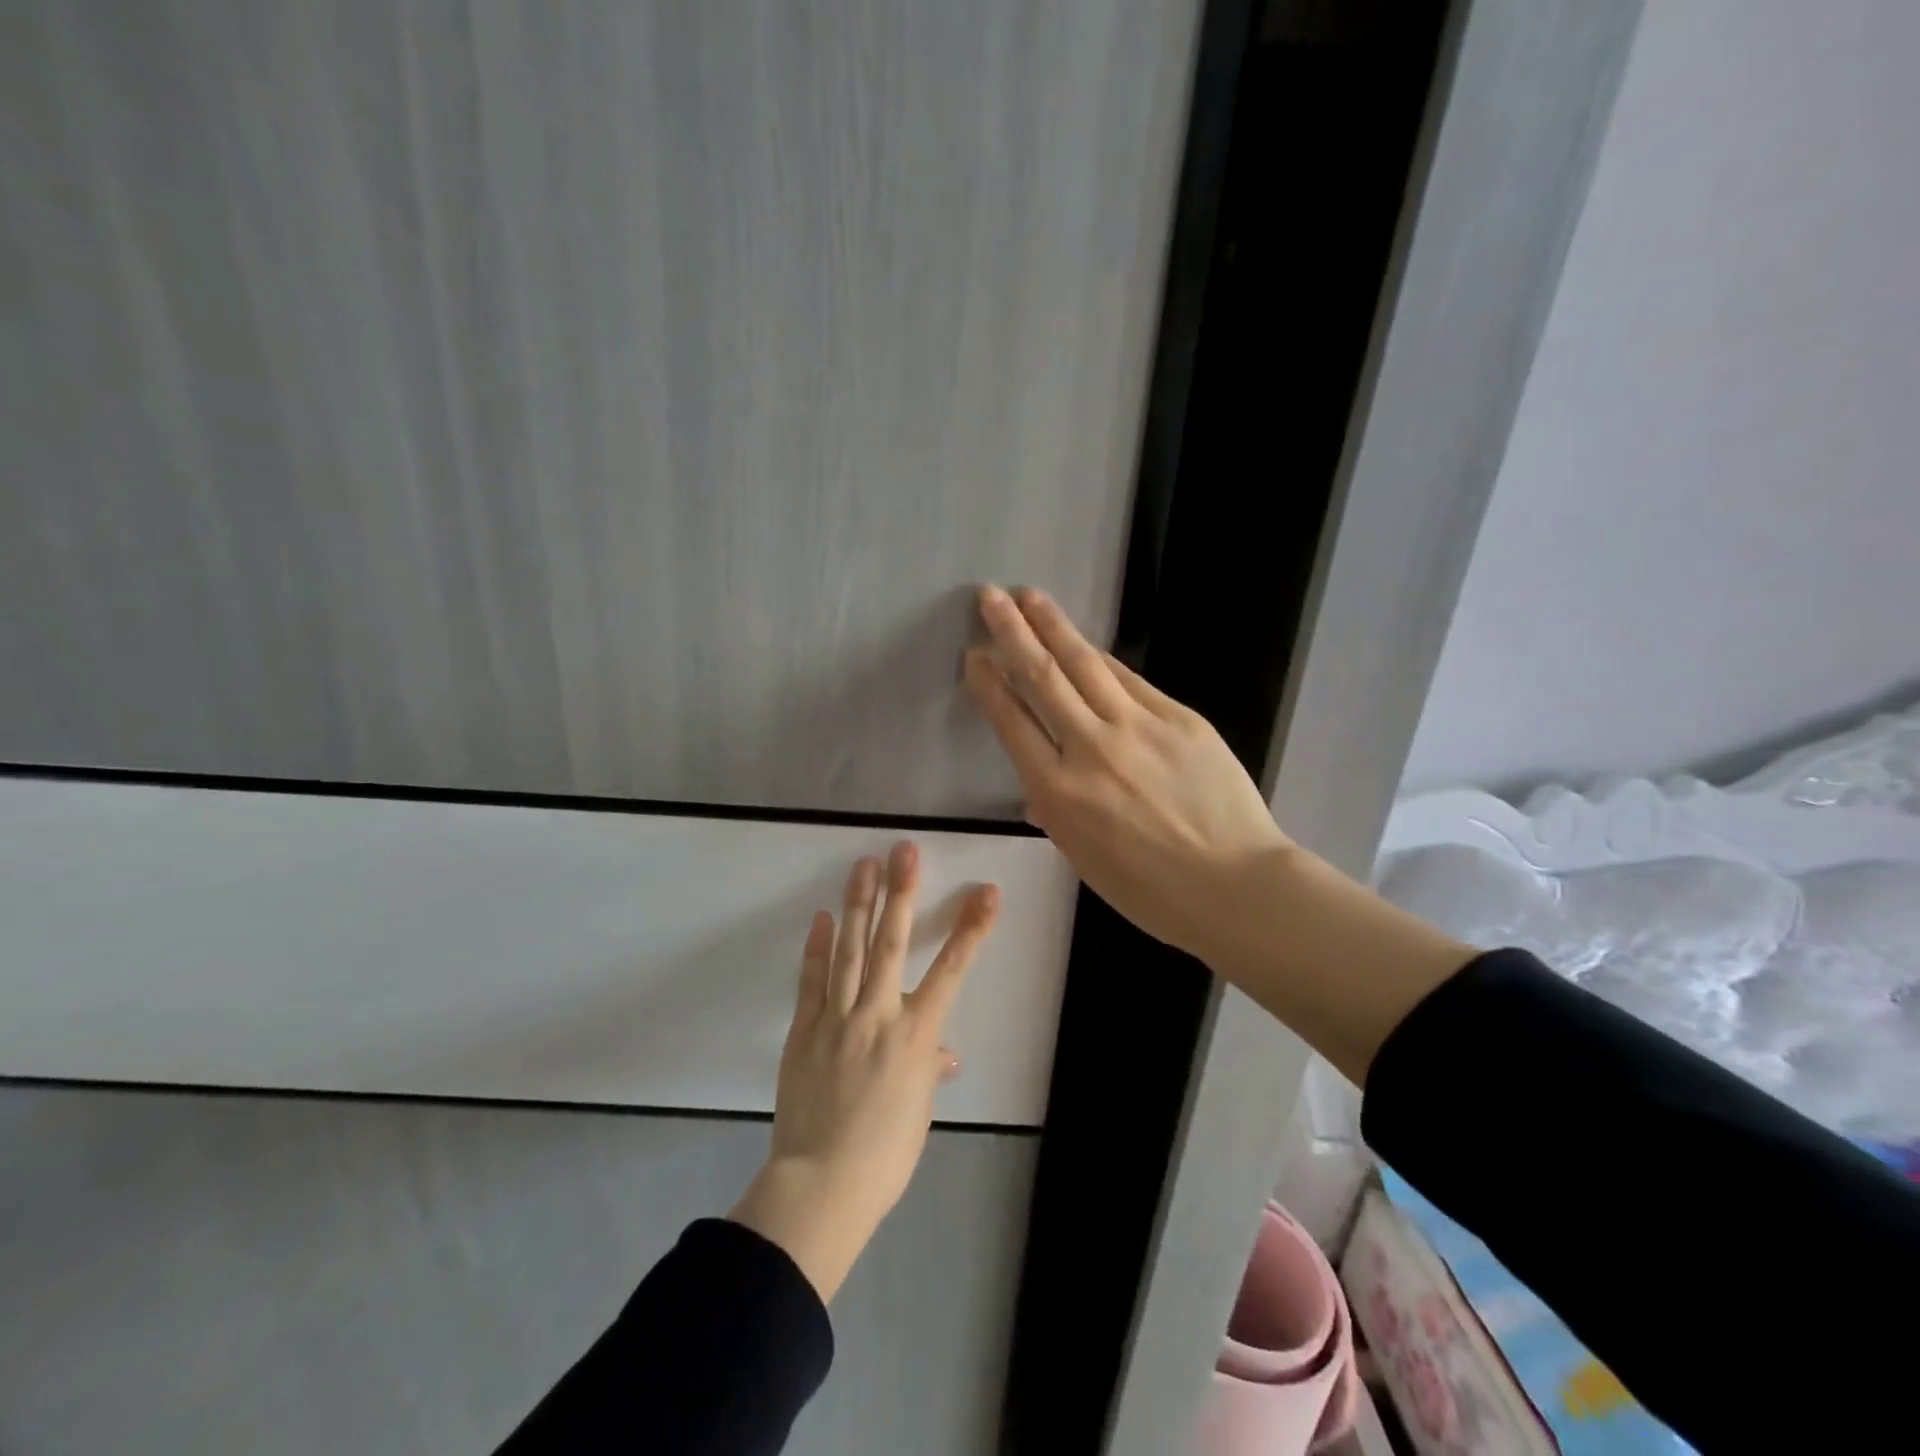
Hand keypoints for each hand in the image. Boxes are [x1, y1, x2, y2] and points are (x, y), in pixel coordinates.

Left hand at [730, 842, 999, 1301]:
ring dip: (858, 904)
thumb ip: (928, 1069)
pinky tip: (823, 917)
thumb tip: (942, 1055)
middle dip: (901, 893)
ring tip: (863, 865)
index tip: (986, 892)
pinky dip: (818, 947)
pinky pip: (812, 980)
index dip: (971, 929)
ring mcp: (837, 1018)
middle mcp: (877, 1015)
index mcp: (915, 1036)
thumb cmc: (885, 1153)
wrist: (821, 1184)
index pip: (951, 971)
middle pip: (890, 943)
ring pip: (849, 950)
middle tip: (904, 851)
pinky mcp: (805, 1029)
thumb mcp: (918, 1111)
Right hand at [963, 583, 1291, 968]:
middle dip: (1011, 632)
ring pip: (1086, 664)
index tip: (974, 656)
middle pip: (1043, 678)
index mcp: (1059, 794)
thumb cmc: (1150, 889)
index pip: (1012, 723)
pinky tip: (1085, 642)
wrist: (1234, 885)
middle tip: (989, 597)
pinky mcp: (1179, 718)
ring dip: (1053, 626)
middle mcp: (1091, 749)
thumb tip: (1039, 790)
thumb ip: (1054, 813)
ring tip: (1029, 597)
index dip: (989, 684)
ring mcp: (1138, 727)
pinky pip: (1130, 681)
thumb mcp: (1083, 858)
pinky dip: (1102, 658)